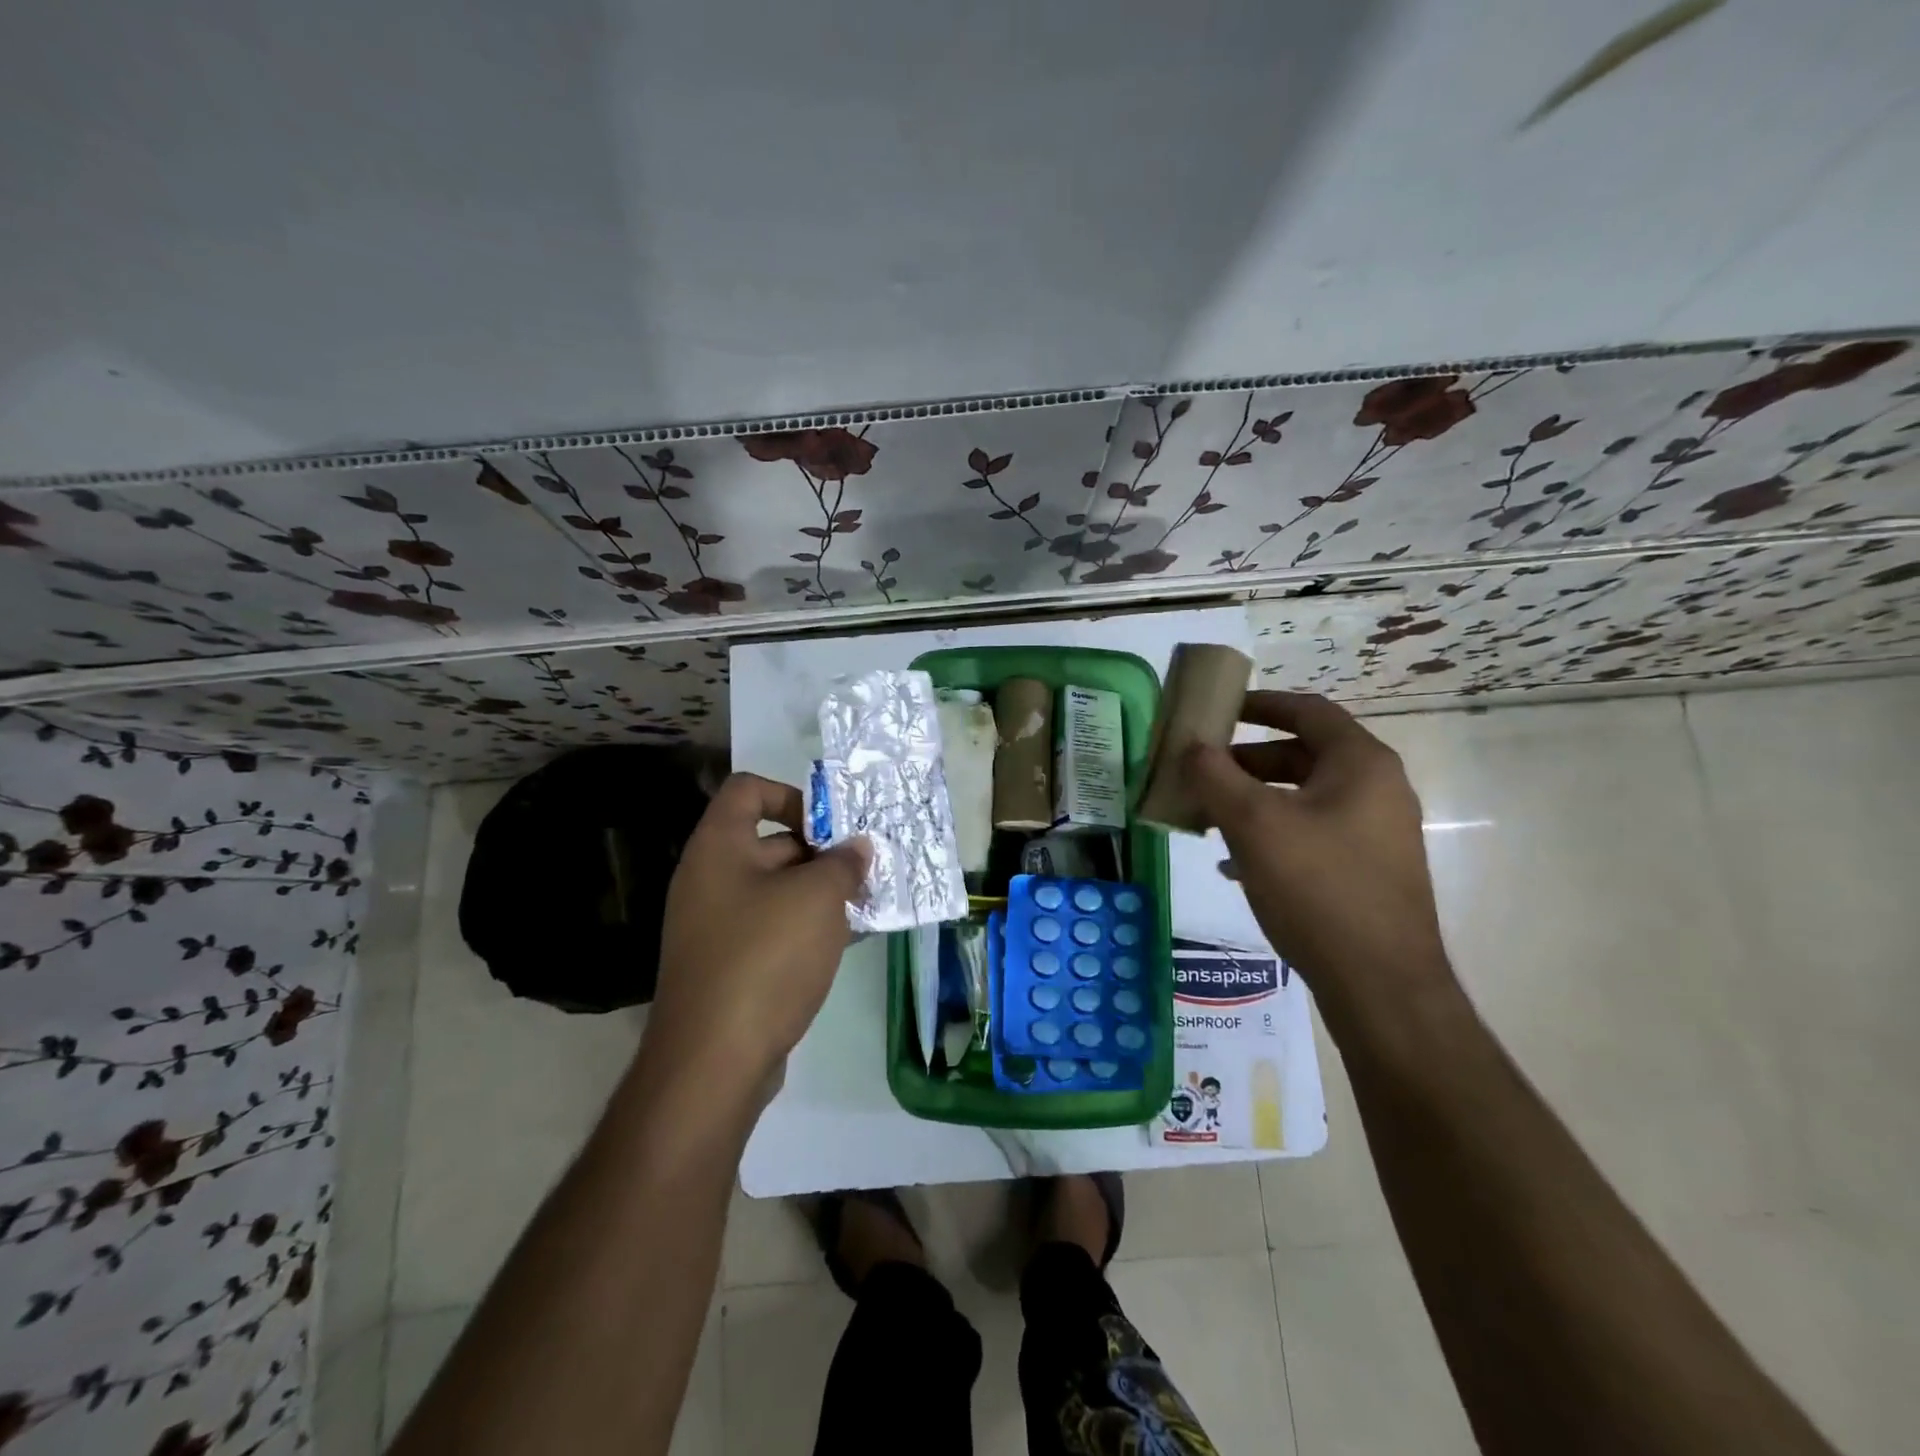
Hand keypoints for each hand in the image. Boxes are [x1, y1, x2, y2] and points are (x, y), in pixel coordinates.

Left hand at [650, 773, 868, 1088]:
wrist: (712, 1062)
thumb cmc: (765, 958)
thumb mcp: (817, 898)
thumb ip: (844, 863)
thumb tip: (857, 848)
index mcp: (718, 847)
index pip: (748, 790)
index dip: (792, 795)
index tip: (832, 826)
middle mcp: (709, 878)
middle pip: (770, 841)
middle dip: (821, 851)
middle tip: (866, 868)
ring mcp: (715, 924)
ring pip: (776, 889)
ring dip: (819, 892)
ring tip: (865, 904)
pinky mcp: (727, 964)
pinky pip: (771, 927)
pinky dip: (805, 927)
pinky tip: (845, 942)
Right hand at [1183, 692, 1450, 1003]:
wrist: (1380, 985)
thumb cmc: (1317, 887)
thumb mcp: (1254, 824)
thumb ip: (1215, 776)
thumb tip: (1190, 746)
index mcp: (1361, 764)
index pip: (1308, 710)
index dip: (1260, 703)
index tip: (1217, 710)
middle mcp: (1376, 789)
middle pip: (1302, 754)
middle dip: (1245, 761)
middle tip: (1201, 772)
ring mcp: (1375, 833)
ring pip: (1302, 798)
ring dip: (1253, 800)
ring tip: (1207, 818)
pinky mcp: (1366, 870)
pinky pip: (1311, 834)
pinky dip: (1271, 834)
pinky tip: (1233, 863)